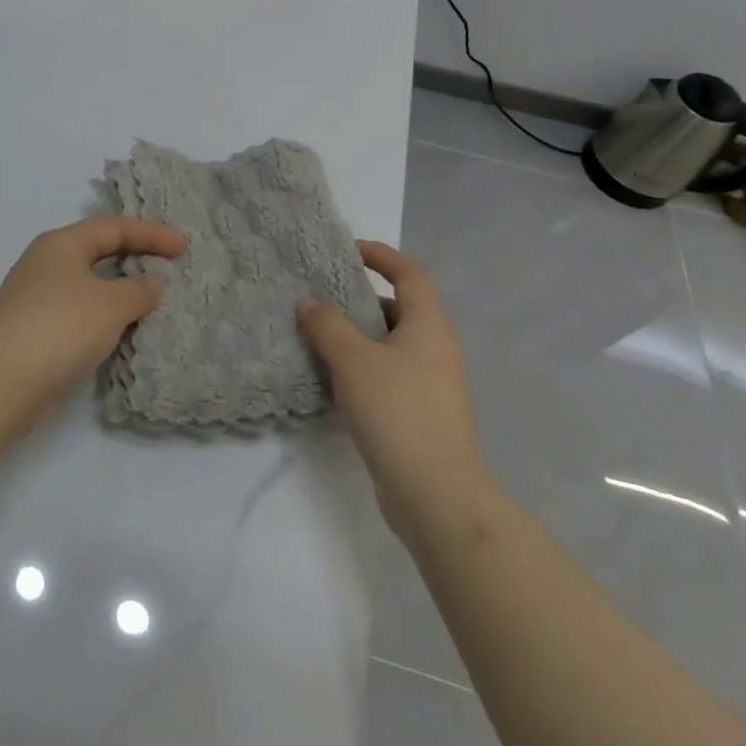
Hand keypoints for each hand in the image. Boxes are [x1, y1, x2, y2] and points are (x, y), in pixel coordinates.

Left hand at [0, 217, 187, 429]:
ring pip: (89, 283)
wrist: (2, 381)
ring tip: (154, 301)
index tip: (185, 247)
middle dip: (135, 256)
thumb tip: (152, 281)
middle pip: (98, 250)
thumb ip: (139, 289)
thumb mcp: (110, 304)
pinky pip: (80, 311)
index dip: (152, 233)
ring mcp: (37, 296)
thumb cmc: (61, 327)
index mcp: (62, 242)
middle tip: (170, 267)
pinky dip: (106, 314)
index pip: (114, 227)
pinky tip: (123, 330)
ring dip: (121, 289)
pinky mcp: (35, 329)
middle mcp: (46, 262)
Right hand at [296, 240, 493, 539]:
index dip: (381, 255)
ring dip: (357, 334)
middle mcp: (435, 349)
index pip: (410, 274)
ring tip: (316, 334)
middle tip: (321, 295)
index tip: (347, 250)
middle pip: (399, 308)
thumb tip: (309, 303)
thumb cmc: (398, 412)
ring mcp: (430, 384)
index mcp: (429, 327)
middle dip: (360, 297)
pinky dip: (361, 365)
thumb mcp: (354, 360)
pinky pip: (387, 372)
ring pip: (390, 343)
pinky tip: (331, 377)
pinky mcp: (419, 413)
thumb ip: (327, 325)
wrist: (436, 495)